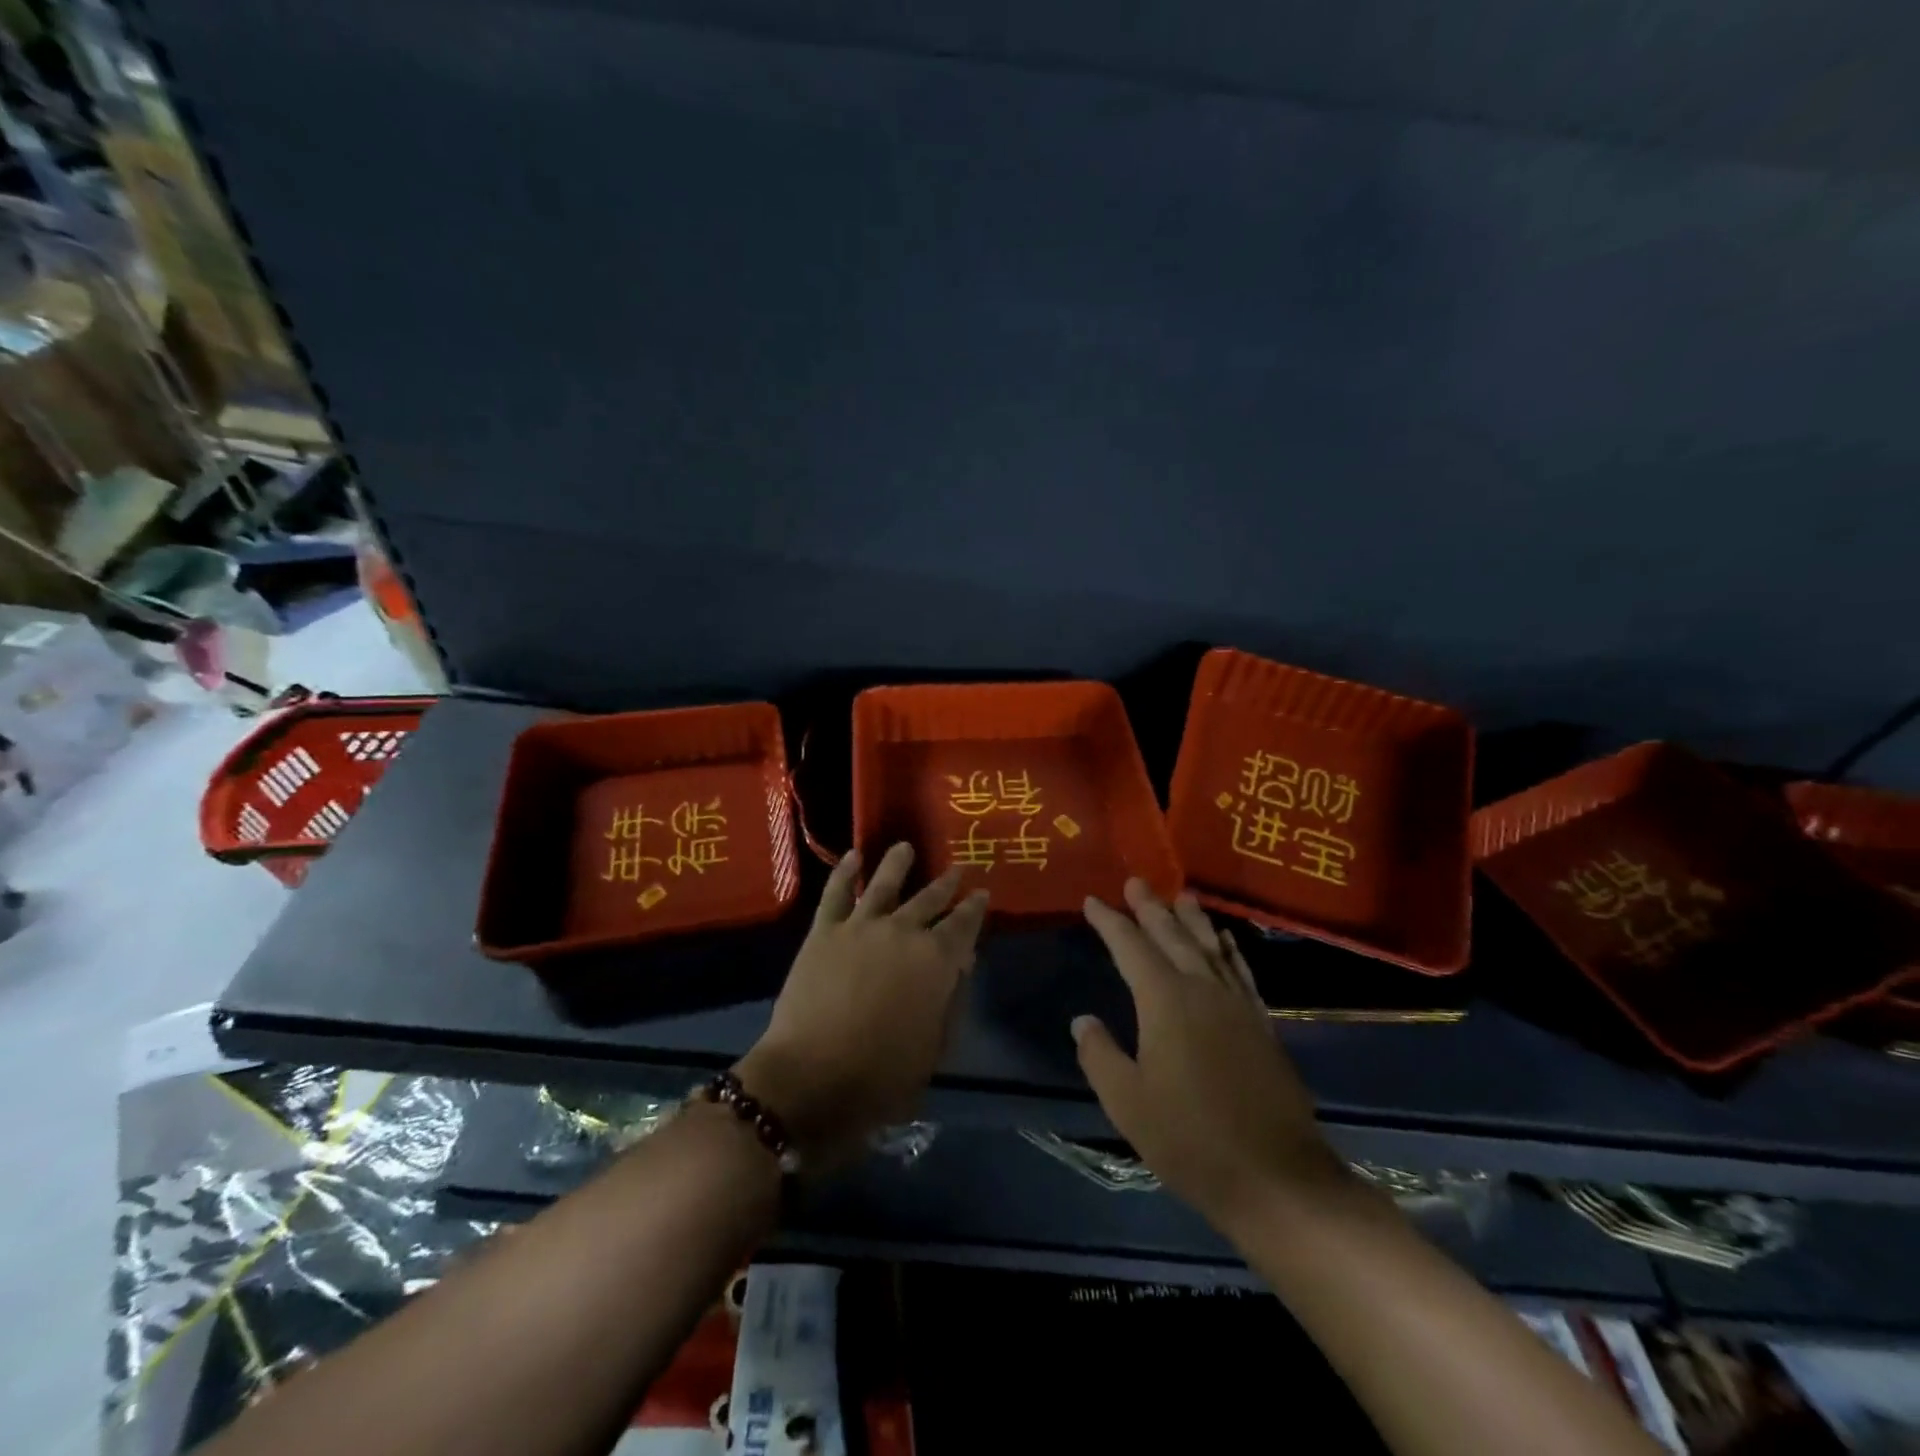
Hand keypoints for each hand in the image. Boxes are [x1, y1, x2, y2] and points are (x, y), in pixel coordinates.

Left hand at [735, 843, 987, 1167]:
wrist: (810, 1079)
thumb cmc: (880, 1077)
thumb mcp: (933, 1050)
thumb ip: (950, 1003)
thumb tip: (960, 965)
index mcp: (936, 962)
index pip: (963, 926)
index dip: (975, 908)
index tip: (982, 894)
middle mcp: (903, 932)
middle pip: (929, 899)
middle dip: (946, 884)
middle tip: (958, 869)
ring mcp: (861, 927)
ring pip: (884, 884)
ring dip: (897, 863)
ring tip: (904, 847)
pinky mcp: (824, 931)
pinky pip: (836, 893)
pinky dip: (845, 872)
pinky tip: (853, 857)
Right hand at [1074, 880, 1349, 1233]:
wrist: (1276, 1177)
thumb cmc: (1190, 1139)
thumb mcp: (1127, 1102)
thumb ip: (1100, 1054)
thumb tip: (1083, 1020)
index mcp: (1165, 1001)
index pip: (1130, 947)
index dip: (1109, 922)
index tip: (1093, 901)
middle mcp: (1202, 990)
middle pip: (1172, 937)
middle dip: (1151, 908)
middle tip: (1136, 881)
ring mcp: (1237, 1005)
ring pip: (1210, 948)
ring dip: (1193, 920)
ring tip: (1181, 896)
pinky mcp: (1261, 1025)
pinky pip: (1241, 972)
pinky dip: (1230, 951)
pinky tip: (1226, 943)